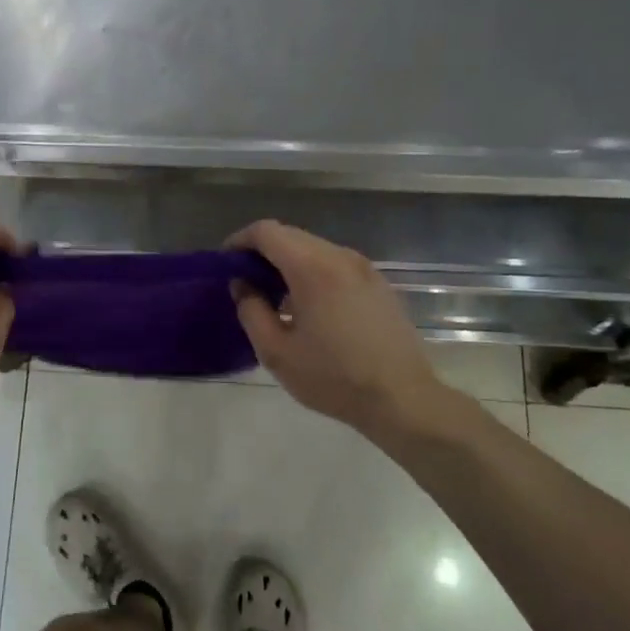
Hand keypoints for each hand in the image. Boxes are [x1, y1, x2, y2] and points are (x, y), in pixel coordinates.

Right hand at [229, 220, 459, 444]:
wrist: (402, 398)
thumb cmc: (334, 377)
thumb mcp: (276, 352)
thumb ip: (251, 311)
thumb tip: (243, 285)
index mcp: (313, 268)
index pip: (267, 231)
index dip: (240, 241)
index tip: (226, 264)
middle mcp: (340, 256)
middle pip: (291, 235)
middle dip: (262, 251)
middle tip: (246, 283)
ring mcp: (364, 268)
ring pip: (314, 248)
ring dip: (288, 262)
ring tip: (274, 296)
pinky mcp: (378, 283)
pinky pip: (335, 263)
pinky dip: (312, 271)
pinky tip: (308, 305)